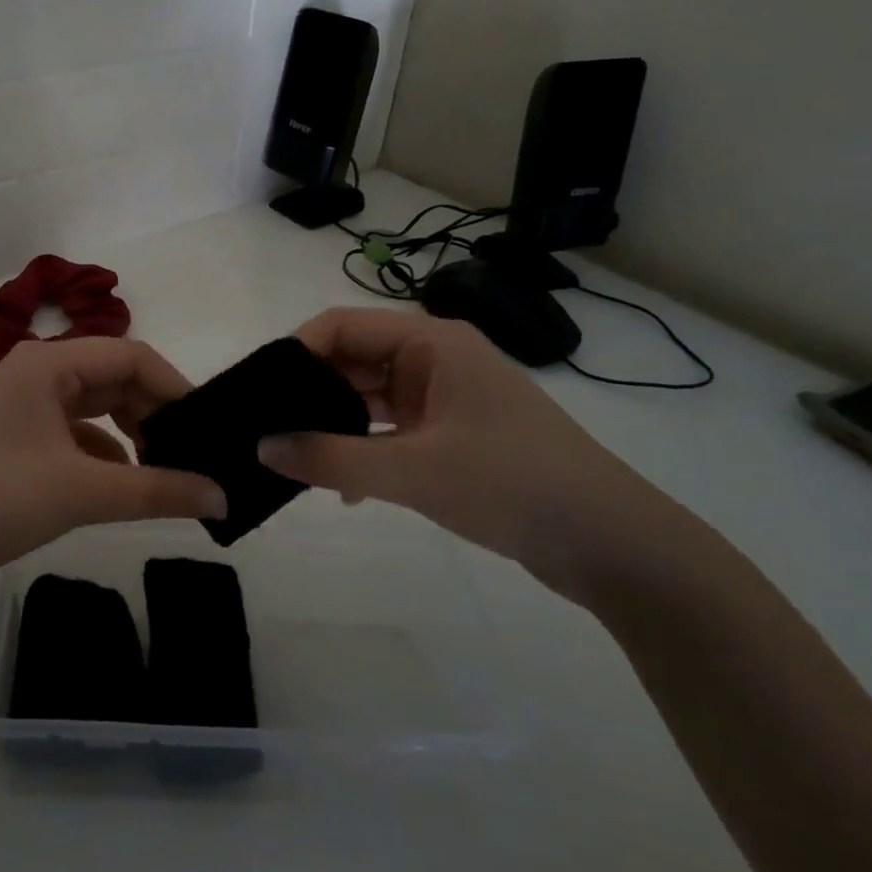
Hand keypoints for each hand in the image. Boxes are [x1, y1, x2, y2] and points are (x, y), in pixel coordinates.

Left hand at [0, 338, 226, 591]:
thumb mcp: (83, 492)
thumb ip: (158, 490)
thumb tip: (223, 498)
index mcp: (49, 363)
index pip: (131, 357)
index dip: (175, 387)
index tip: (207, 428)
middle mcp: (38, 371)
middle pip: (115, 379)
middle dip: (156, 414)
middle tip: (195, 453)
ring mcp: (26, 402)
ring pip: (98, 405)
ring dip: (133, 433)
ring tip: (168, 468)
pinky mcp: (21, 434)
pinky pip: (78, 431)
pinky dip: (106, 451)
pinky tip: (126, 483)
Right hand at [257, 307, 680, 602]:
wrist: (612, 544)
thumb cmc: (512, 485)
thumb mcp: (413, 471)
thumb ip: (330, 458)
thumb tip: (261, 447)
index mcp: (430, 343)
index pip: (342, 326)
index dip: (296, 352)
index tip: (259, 392)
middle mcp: (435, 360)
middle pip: (353, 361)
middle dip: (309, 393)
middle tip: (263, 428)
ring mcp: (445, 399)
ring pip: (369, 399)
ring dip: (333, 425)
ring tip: (290, 457)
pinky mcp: (453, 436)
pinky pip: (390, 431)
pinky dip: (363, 451)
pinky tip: (343, 489)